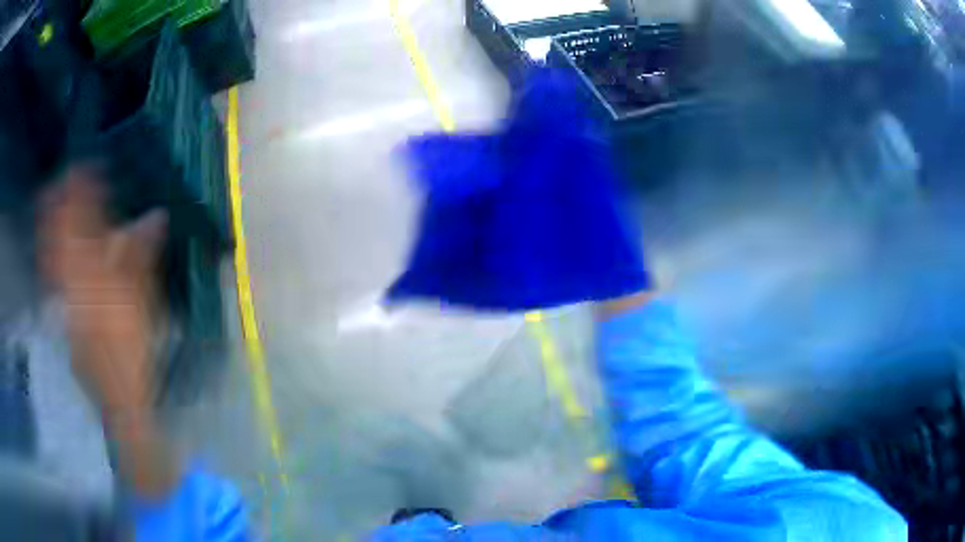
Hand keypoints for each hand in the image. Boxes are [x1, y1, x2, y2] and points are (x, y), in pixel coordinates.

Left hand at [40, 164, 176, 496]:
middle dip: (58, 204)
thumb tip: (156, 215)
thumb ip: (143, 254)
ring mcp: (63, 299)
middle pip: (60, 235)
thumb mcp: (144, 301)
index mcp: (94, 273)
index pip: (84, 221)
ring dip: (49, 225)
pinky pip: (51, 275)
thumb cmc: (135, 348)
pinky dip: (48, 254)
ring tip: (47, 200)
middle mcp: (73, 281)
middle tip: (59, 177)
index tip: (85, 167)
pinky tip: (48, 246)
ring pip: (51, 254)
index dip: (83, 192)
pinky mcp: (62, 314)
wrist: (119, 395)